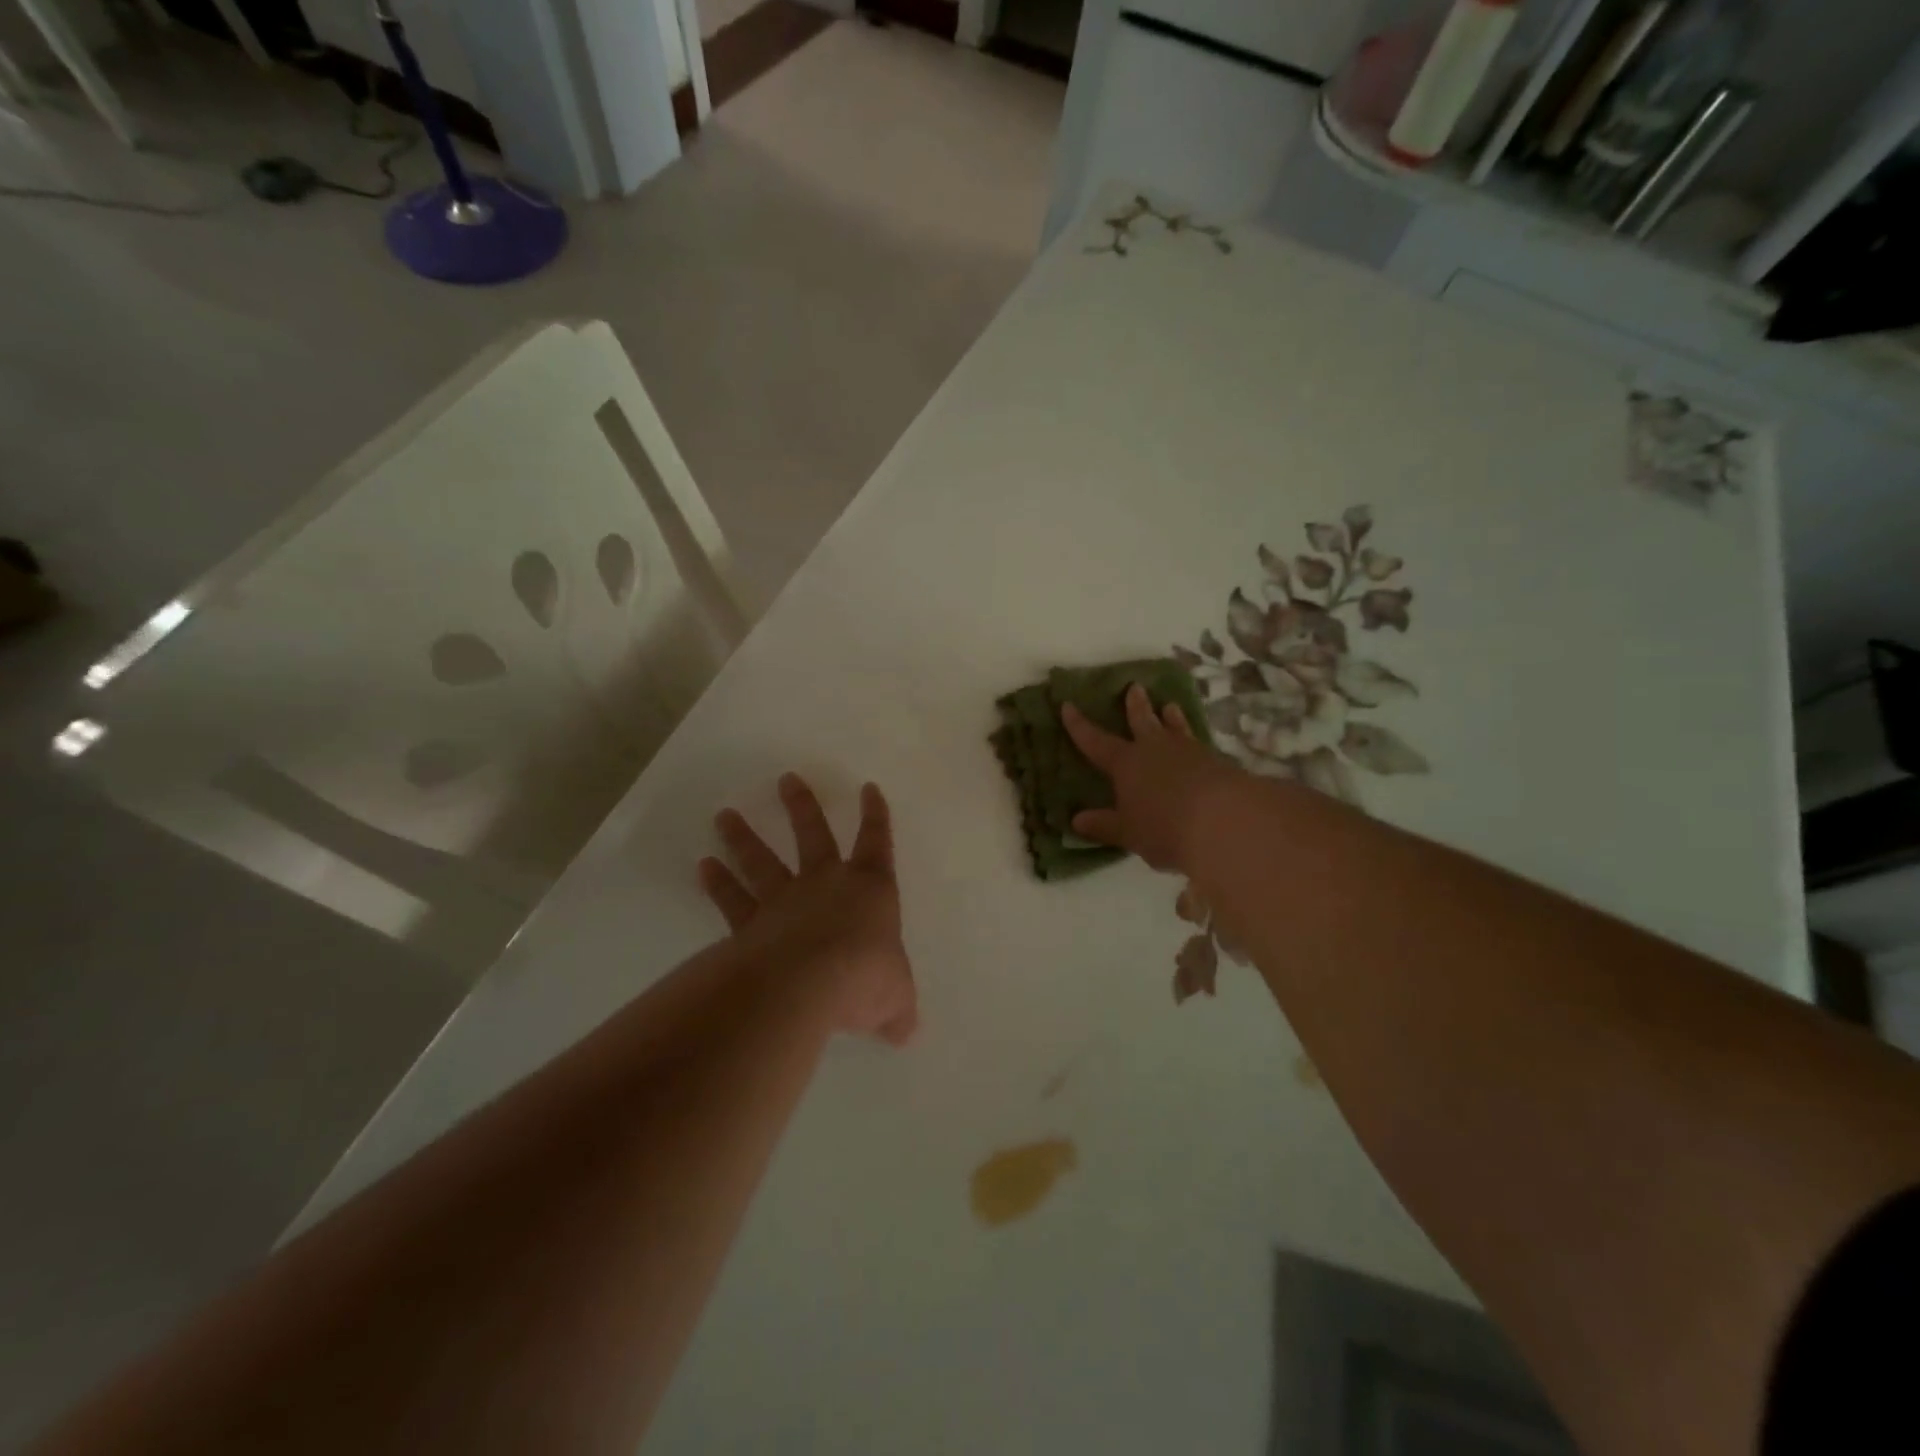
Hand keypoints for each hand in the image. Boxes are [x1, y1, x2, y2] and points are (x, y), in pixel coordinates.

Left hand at [699, 775, 917, 1045]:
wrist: (807, 984)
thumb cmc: (863, 976)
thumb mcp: (895, 998)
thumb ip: (896, 1009)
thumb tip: (903, 1031)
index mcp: (870, 889)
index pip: (877, 843)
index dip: (876, 816)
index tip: (868, 788)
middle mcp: (826, 884)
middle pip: (812, 834)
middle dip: (802, 806)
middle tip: (786, 779)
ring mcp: (784, 901)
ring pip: (762, 860)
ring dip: (743, 837)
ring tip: (724, 814)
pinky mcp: (751, 925)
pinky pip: (733, 900)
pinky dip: (717, 883)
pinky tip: (703, 867)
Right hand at [1062, 683, 1241, 872]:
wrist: (1225, 822)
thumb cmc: (1164, 827)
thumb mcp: (1128, 832)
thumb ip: (1104, 825)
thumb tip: (1077, 821)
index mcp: (1126, 763)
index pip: (1095, 741)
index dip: (1079, 725)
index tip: (1068, 705)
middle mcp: (1155, 750)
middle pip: (1142, 721)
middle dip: (1136, 705)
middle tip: (1135, 687)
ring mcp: (1189, 752)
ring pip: (1176, 728)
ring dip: (1171, 717)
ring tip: (1170, 705)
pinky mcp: (1218, 763)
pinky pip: (1199, 745)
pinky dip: (1194, 742)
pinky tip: (1199, 747)